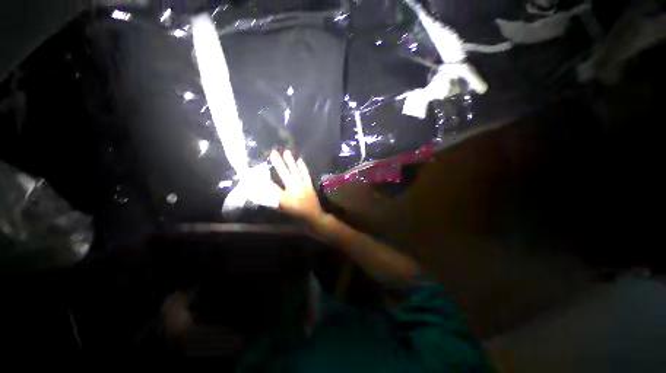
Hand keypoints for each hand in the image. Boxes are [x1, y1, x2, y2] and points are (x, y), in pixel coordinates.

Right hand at [270, 150, 324, 224]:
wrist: (312, 215)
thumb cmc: (296, 212)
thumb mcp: (283, 206)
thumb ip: (275, 197)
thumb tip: (268, 188)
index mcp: (285, 193)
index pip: (272, 183)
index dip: (264, 176)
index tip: (260, 167)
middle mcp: (293, 186)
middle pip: (284, 172)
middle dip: (278, 162)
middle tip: (273, 152)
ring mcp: (302, 184)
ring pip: (295, 170)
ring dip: (290, 161)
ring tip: (286, 152)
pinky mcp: (309, 184)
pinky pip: (306, 174)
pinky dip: (303, 167)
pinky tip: (300, 160)